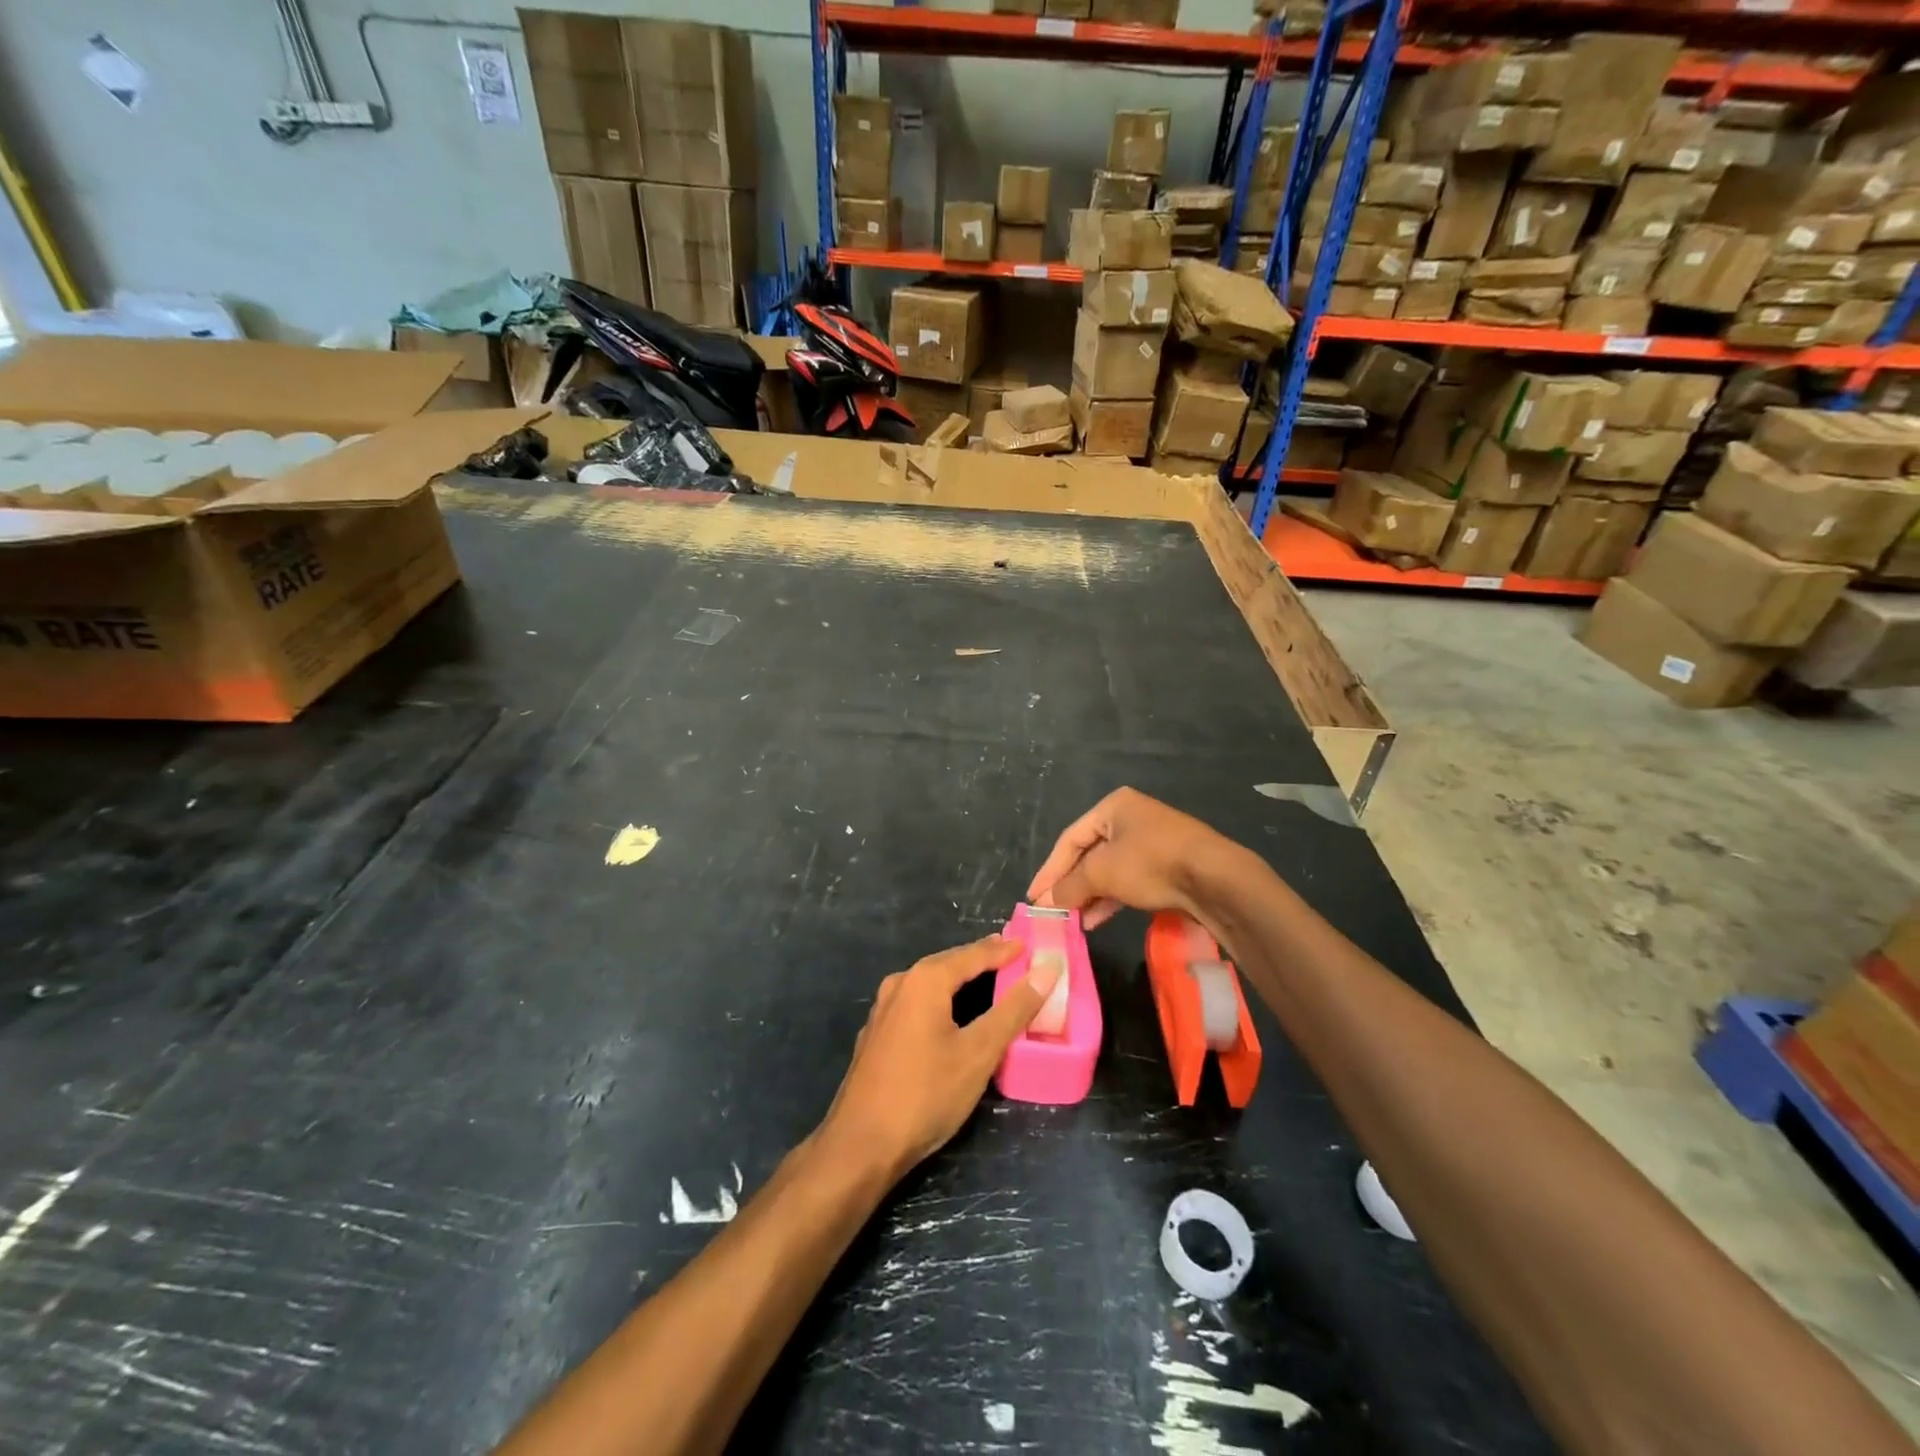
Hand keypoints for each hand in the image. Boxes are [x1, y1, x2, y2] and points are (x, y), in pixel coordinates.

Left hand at [820, 936, 1060, 1179]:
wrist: (860, 1145)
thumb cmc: (926, 1094)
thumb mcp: (979, 1052)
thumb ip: (1013, 1009)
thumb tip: (1046, 970)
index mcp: (925, 980)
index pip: (973, 954)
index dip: (1004, 950)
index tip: (1030, 944)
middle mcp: (900, 984)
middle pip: (948, 963)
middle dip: (981, 959)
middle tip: (1013, 957)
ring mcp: (883, 1009)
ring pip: (930, 983)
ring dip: (960, 978)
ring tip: (987, 978)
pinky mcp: (877, 1034)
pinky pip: (917, 1003)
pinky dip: (942, 1000)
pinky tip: (951, 1014)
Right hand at [1027, 787, 1234, 930]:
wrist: (1215, 879)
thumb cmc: (1151, 863)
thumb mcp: (1102, 873)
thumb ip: (1069, 886)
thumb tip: (1046, 902)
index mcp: (1113, 806)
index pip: (1069, 839)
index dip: (1049, 870)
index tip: (1034, 897)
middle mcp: (1131, 819)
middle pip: (1089, 855)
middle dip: (1070, 885)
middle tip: (1053, 911)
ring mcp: (1151, 843)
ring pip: (1109, 871)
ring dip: (1089, 896)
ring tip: (1073, 921)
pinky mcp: (1167, 867)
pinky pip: (1129, 881)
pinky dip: (1111, 899)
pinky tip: (1097, 920)